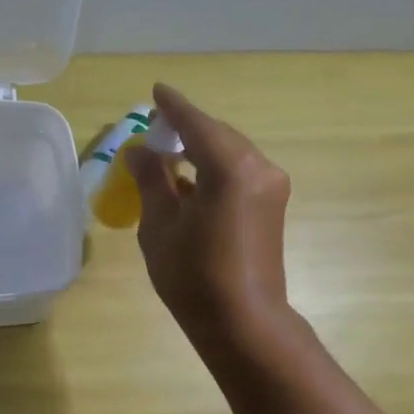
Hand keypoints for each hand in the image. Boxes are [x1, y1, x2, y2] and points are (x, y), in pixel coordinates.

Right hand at [124, 84, 293, 348]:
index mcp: (230, 167)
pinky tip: (191, 181)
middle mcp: (259, 167)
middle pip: (218, 136)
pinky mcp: (272, 207)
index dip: (173, 107)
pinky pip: (240, 174)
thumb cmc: (192, 276)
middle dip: (187, 130)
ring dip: (201, 151)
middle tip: (156, 129)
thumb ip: (151, 180)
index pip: (197, 124)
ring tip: (169, 155)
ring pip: (231, 154)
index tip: (156, 91)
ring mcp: (271, 187)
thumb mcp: (160, 226)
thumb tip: (140, 152)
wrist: (242, 322)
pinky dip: (214, 170)